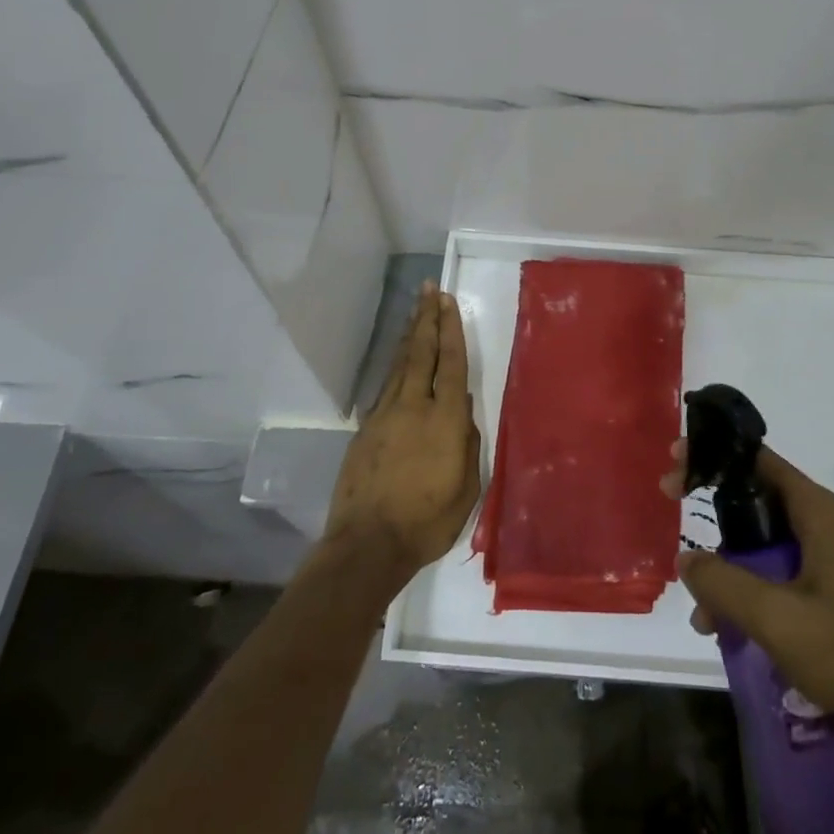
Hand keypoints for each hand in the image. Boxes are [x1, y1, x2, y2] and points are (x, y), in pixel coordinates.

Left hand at [324, 284, 480, 584]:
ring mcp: (384, 416)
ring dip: (410, 336)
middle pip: (420, 353)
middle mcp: (413, 407)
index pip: (450, 364)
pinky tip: (399, 361)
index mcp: (444, 419)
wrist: (368, 543)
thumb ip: (468, 442)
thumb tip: (463, 408)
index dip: (450, 330)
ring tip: (415, 312)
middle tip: (428, 289)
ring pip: (399, 365)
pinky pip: (385, 387)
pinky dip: (395, 366)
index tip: (447, 301)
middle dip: (426, 318)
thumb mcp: (468, 487)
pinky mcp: (365, 430)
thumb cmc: (428, 520)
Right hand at [662, 443, 833, 792]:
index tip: (675, 461)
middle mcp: (819, 527)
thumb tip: (686, 561)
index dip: (714, 454)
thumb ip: (723, 582)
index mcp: (816, 512)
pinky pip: (769, 579)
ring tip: (696, 605)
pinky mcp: (822, 598)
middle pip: (753, 498)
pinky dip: (741, 594)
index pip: (757, 460)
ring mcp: (822, 563)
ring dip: (723, 565)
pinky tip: (718, 628)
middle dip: (709, 507)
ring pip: (757, 544)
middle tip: (670, 505)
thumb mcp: (776, 615)